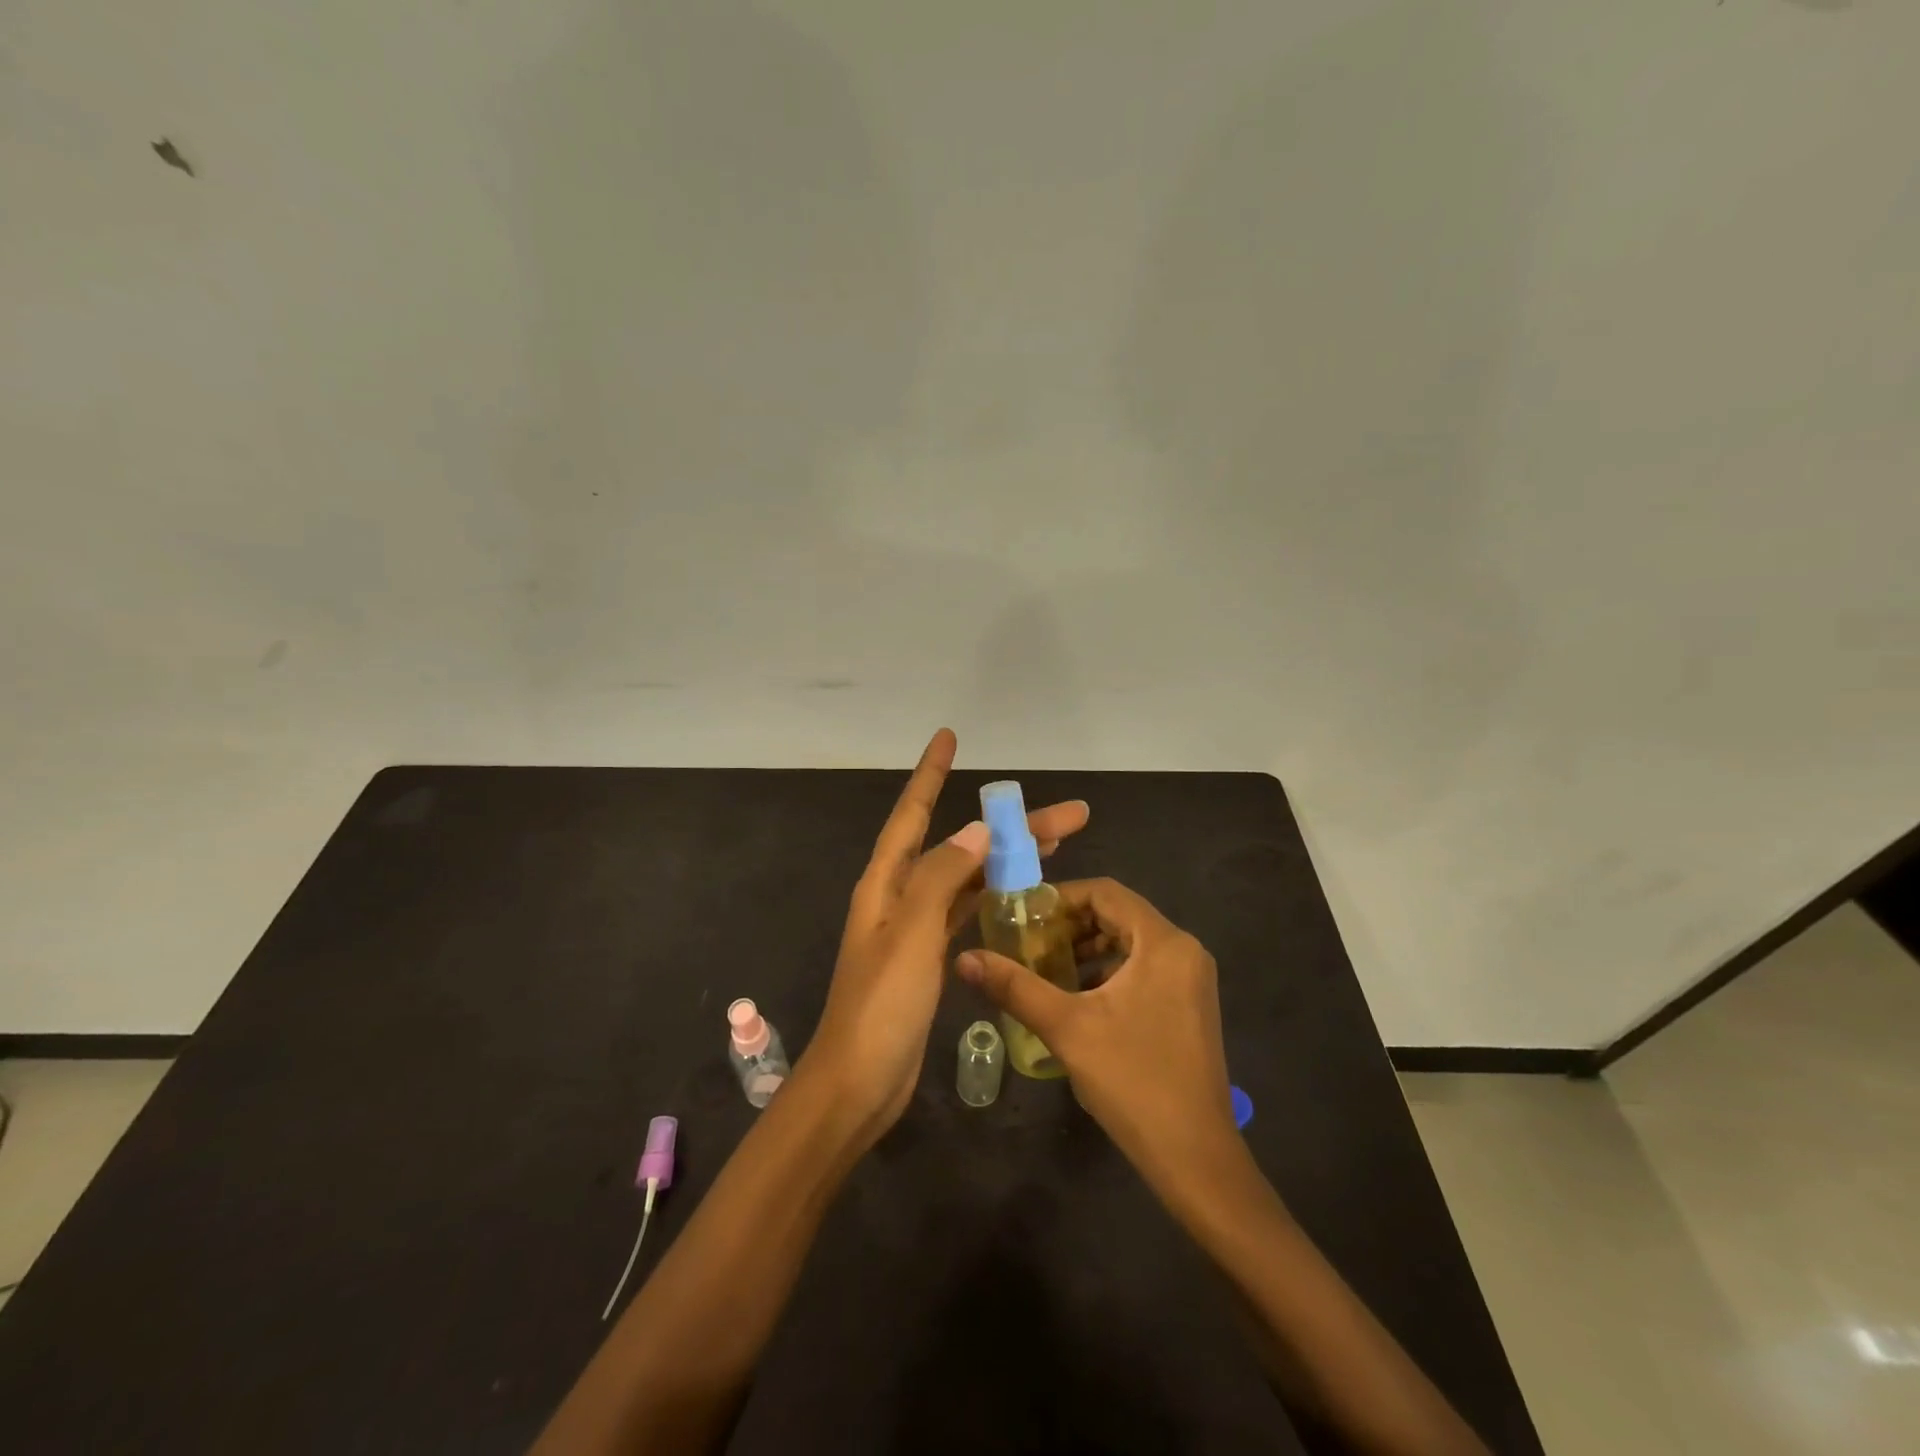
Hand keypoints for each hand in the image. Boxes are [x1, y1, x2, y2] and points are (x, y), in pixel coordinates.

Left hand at [803, 729, 1089, 1135]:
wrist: (859, 1083)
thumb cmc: (881, 1005)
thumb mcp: (910, 933)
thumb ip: (941, 877)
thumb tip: (975, 829)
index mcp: (886, 883)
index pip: (911, 813)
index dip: (930, 773)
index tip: (949, 737)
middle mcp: (899, 897)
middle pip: (957, 845)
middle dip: (1008, 826)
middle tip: (1070, 816)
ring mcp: (915, 929)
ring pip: (969, 879)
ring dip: (1008, 861)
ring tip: (1058, 847)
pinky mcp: (930, 959)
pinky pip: (968, 913)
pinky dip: (995, 899)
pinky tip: (1025, 896)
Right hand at [955, 878, 1234, 1179]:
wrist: (1195, 1158)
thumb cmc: (1132, 1081)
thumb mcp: (1066, 1028)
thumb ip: (1014, 987)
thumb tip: (964, 957)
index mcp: (1163, 943)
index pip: (1106, 892)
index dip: (1061, 897)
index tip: (1023, 917)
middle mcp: (1184, 950)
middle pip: (1119, 914)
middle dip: (1071, 925)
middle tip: (1029, 943)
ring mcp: (1191, 979)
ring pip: (1131, 942)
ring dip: (1088, 948)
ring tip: (1046, 969)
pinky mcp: (1190, 1005)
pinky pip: (1144, 967)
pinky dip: (1109, 971)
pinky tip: (1078, 998)